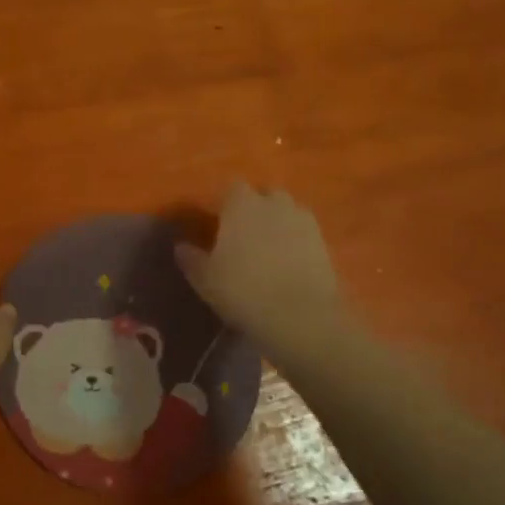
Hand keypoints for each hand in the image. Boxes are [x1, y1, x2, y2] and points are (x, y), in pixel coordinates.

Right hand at [176, 181, 347, 352]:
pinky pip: (304, 234)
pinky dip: (296, 243)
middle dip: (255, 209)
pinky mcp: (325, 243)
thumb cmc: (243, 290)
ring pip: (287, 213)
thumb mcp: (205, 279)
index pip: (231, 188)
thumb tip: (180, 246)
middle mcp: (274, 204)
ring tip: (267, 250)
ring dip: (278, 224)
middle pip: (264, 195)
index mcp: (241, 204)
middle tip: (243, 235)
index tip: (216, 223)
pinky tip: (287, 265)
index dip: (224, 204)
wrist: (301, 317)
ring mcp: (303, 222)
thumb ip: (191, 258)